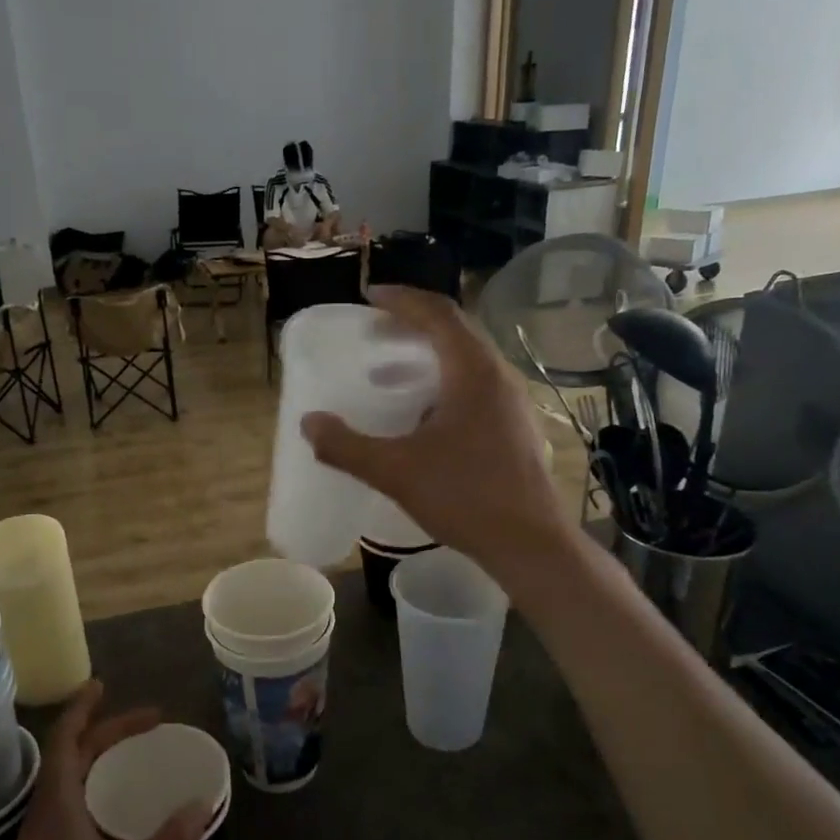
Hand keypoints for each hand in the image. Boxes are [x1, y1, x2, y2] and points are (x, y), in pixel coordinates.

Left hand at [0, 682, 209, 839]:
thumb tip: (203, 805)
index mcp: (58, 802)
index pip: (67, 738)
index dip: (83, 707)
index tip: (104, 684)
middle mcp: (46, 809)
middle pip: (74, 753)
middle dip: (108, 730)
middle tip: (149, 723)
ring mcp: (42, 834)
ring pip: (71, 777)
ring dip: (100, 755)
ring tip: (135, 751)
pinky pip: (72, 799)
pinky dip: (96, 782)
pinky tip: (118, 804)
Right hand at [301, 286, 569, 584]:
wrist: (530, 543)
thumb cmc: (465, 497)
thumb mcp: (395, 471)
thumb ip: (346, 446)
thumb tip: (308, 423)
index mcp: (473, 372)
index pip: (438, 313)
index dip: (402, 299)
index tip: (369, 296)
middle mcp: (499, 376)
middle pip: (455, 331)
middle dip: (412, 325)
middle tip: (375, 331)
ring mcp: (512, 402)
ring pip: (467, 360)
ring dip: (428, 355)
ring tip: (391, 373)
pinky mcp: (515, 427)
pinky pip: (475, 386)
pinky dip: (443, 382)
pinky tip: (422, 416)